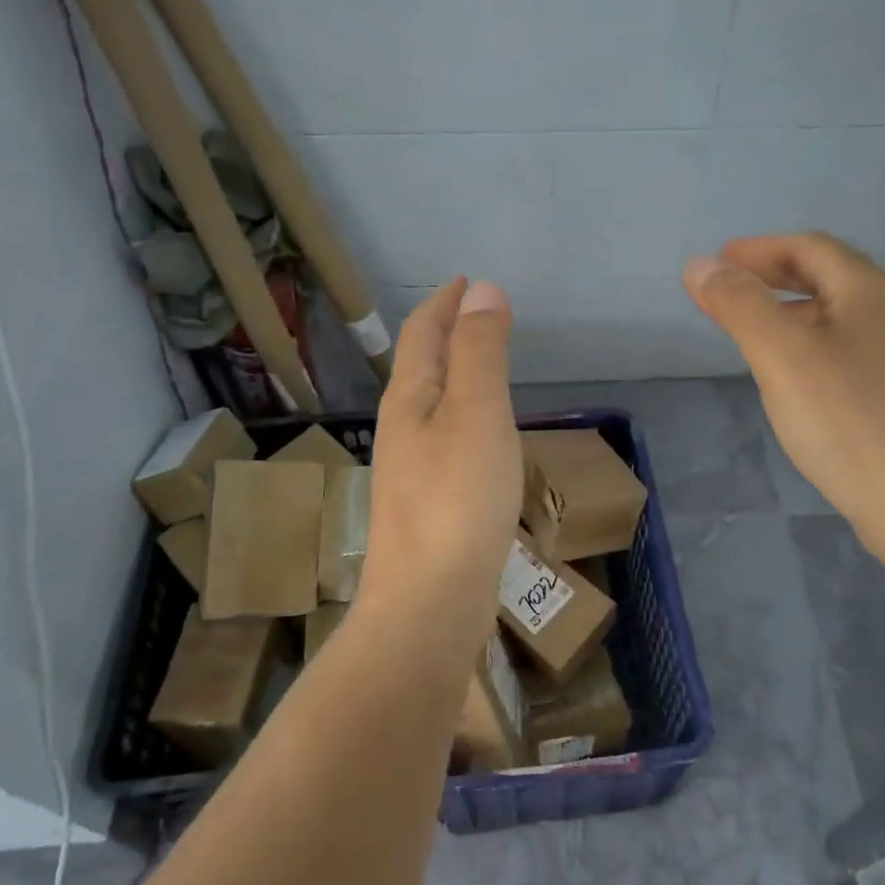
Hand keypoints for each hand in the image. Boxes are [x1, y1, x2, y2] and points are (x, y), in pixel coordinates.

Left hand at [362, 278, 522, 619]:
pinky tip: (480, 436)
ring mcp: (411, 470)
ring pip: (432, 404)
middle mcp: (402, 428)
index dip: (443, 303)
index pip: (422, 333)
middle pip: (421, 366)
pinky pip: (446, 439)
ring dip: (454, 375)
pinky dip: (464, 416)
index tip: (465, 281)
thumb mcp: (476, 412)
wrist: (430, 603)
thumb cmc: (457, 499)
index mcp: (409, 399)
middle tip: (477, 318)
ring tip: (482, 367)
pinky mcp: (428, 505)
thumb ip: (480, 352)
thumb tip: (482, 289)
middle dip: (445, 334)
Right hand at [685, 233, 884, 558]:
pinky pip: (848, 347)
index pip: (809, 247)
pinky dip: (811, 343)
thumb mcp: (781, 355)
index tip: (716, 264)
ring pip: (838, 314)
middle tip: (728, 291)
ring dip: (791, 311)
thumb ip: (739, 304)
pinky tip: (794, 375)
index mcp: (870, 289)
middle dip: (773, 277)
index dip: (758, 250)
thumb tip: (700, 265)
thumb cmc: (846, 419)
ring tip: (752, 331)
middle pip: (827, 276)